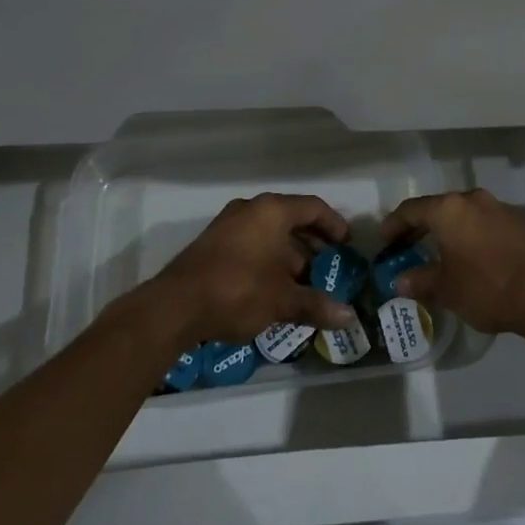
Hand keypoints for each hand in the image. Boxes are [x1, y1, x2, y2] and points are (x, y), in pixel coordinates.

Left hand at [148, 193, 358, 347]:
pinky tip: (272, 288)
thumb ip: (317, 304)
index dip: (334, 225)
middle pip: (291, 218)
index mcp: (272, 211)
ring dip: (289, 254)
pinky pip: (251, 243)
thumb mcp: (283, 301)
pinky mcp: (212, 244)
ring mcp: (227, 224)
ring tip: (302, 282)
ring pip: (269, 232)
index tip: (347, 245)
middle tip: (328, 265)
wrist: (174, 307)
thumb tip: (350, 317)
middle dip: (312, 243)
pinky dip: (268, 258)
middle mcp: (250, 209)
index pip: (313, 207)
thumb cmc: (238, 291)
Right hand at [380, 188, 524, 337]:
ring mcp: (501, 209)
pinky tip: (472, 258)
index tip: (384, 240)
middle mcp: (474, 200)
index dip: (394, 224)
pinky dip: (472, 236)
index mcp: (449, 209)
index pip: (411, 209)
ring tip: (440, 253)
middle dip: (421, 227)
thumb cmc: (487, 286)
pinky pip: (485, 225)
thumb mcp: (446, 288)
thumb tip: (400, 282)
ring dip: (449, 231)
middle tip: (407, 246)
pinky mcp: (522, 223)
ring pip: (465, 215)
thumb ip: (420, 281)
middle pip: (439, 208)